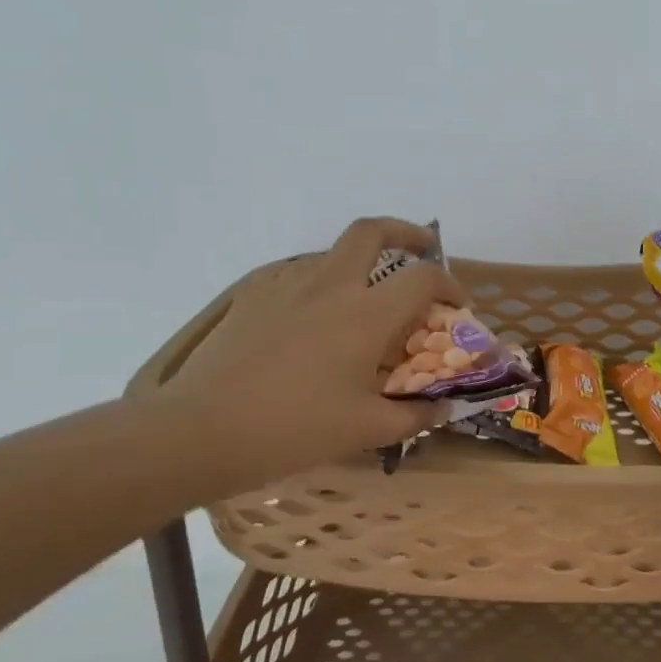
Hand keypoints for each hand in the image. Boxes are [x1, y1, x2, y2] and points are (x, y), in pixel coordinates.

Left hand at [166, 217, 462, 476]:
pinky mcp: (253, 295)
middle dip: (405, 232)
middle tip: (420, 249)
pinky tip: (315, 319)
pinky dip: (320, 283)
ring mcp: (286, 284)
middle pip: (372, 231)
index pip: (424, 277)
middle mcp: (330, 285)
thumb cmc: (294, 429)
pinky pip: (297, 274)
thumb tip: (445, 408)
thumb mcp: (366, 430)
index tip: (457, 305)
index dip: (451, 284)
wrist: (202, 431)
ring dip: (360, 263)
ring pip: (332, 252)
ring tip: (365, 300)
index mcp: (365, 314)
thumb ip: (415, 416)